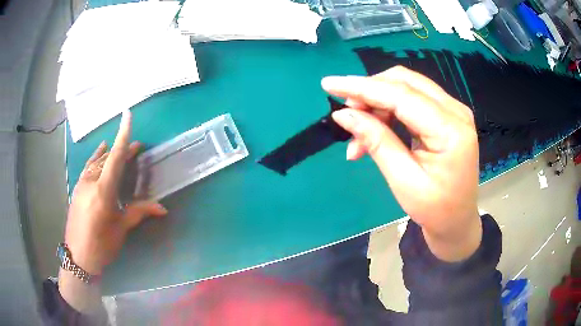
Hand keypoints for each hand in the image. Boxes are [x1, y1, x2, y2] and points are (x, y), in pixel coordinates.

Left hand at [64, 110, 166, 275]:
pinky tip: (100, 151)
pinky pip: (88, 166)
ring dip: (110, 154)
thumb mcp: (121, 229)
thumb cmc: (102, 245)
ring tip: (120, 149)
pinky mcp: (77, 187)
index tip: (127, 114)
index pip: (115, 157)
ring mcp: (82, 183)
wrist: (78, 257)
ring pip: (97, 161)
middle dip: (122, 150)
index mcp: (103, 191)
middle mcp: (91, 181)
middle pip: (108, 158)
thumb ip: (139, 212)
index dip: (123, 136)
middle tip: (137, 149)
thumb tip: (162, 208)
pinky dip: (96, 157)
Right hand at [322, 66, 480, 261]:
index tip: (329, 85)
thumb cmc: (434, 209)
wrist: (457, 220)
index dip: (362, 87)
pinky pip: (413, 99)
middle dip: (370, 93)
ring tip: (359, 135)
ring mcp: (454, 110)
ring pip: (407, 87)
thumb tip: (344, 115)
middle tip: (347, 116)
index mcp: (450, 131)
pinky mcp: (448, 115)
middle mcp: (455, 111)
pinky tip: (375, 129)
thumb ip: (376, 141)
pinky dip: (389, 110)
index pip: (400, 95)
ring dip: (377, 104)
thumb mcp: (403, 180)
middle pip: (404, 82)